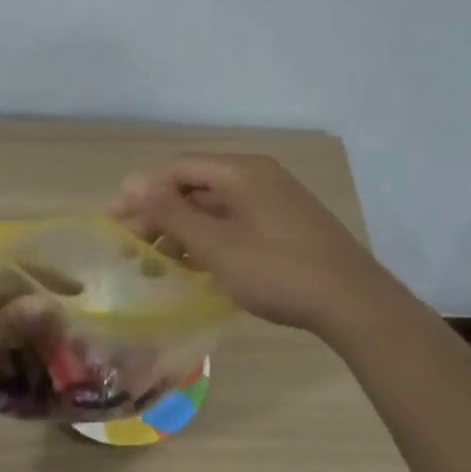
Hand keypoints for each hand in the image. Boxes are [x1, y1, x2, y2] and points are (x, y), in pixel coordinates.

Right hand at [114, 153, 390, 336]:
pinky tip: (198, 265)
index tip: (116, 221)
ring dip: (184, 229)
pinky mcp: (286, 223)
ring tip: (160, 261)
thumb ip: (170, 213)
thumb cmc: (277, 271)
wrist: (354, 303)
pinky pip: (236, 220)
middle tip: (134, 246)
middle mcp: (258, 176)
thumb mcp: (215, 245)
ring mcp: (276, 199)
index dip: (142, 191)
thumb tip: (130, 182)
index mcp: (241, 171)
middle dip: (161, 212)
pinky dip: (211, 238)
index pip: (178, 168)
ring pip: (216, 206)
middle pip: (196, 185)